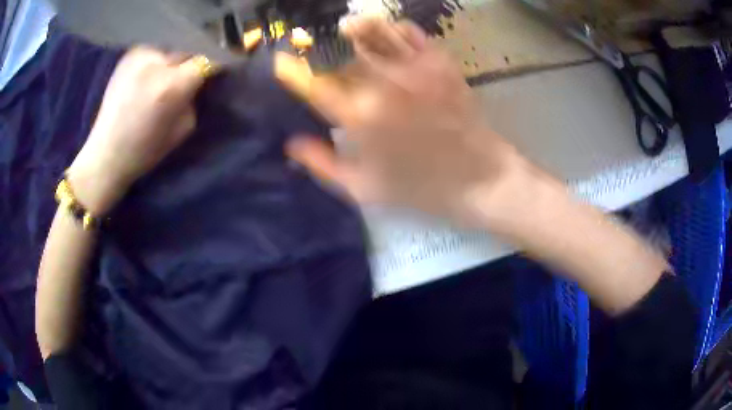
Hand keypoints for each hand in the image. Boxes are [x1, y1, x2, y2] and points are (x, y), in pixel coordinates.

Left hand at [67, 47, 208, 214]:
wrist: (105, 154)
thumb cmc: (145, 150)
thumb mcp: (183, 128)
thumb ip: (195, 97)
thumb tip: (204, 76)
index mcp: (171, 86)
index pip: (209, 58)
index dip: (220, 61)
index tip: (225, 65)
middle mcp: (156, 63)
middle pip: (191, 46)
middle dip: (199, 56)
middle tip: (199, 68)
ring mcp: (140, 54)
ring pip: (173, 44)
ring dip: (179, 55)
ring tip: (175, 69)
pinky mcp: (129, 54)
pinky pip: (156, 47)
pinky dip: (162, 56)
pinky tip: (156, 70)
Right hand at [276, 18, 523, 224]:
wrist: (481, 180)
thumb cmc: (422, 189)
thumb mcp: (365, 189)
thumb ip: (324, 164)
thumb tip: (292, 144)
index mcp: (360, 116)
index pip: (314, 82)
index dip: (292, 69)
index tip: (281, 60)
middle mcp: (383, 83)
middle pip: (341, 49)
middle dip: (321, 44)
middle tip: (313, 44)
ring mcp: (415, 68)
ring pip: (375, 31)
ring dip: (355, 27)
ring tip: (345, 28)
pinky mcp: (441, 62)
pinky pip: (411, 32)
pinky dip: (395, 29)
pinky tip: (388, 34)